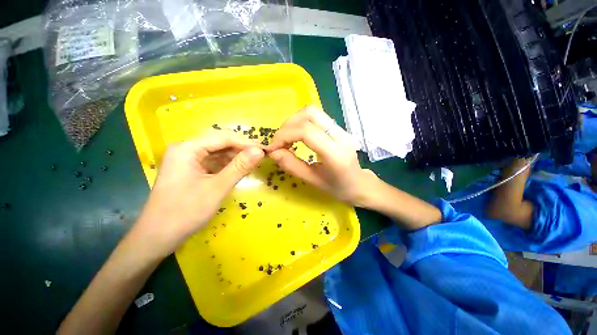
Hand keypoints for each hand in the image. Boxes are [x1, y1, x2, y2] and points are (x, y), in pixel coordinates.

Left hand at [136, 131, 264, 254]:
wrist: (157, 238)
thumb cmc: (185, 212)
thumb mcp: (217, 188)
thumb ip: (239, 167)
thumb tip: (259, 151)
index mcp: (187, 148)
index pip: (223, 139)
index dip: (246, 143)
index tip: (265, 150)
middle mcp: (187, 150)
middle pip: (221, 145)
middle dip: (242, 150)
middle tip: (262, 157)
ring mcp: (188, 161)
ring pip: (219, 154)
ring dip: (236, 159)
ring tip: (254, 163)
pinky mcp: (192, 172)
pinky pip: (214, 164)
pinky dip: (228, 167)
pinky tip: (240, 171)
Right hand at [266, 106, 375, 205]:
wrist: (360, 184)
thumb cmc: (338, 188)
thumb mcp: (313, 181)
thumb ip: (292, 166)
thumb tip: (273, 152)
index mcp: (335, 154)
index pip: (306, 131)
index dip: (284, 135)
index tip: (273, 147)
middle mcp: (340, 135)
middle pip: (310, 113)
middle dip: (288, 125)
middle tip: (279, 142)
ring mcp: (341, 129)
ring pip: (312, 112)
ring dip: (294, 122)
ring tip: (286, 139)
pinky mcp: (338, 128)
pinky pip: (316, 117)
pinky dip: (301, 123)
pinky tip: (296, 136)